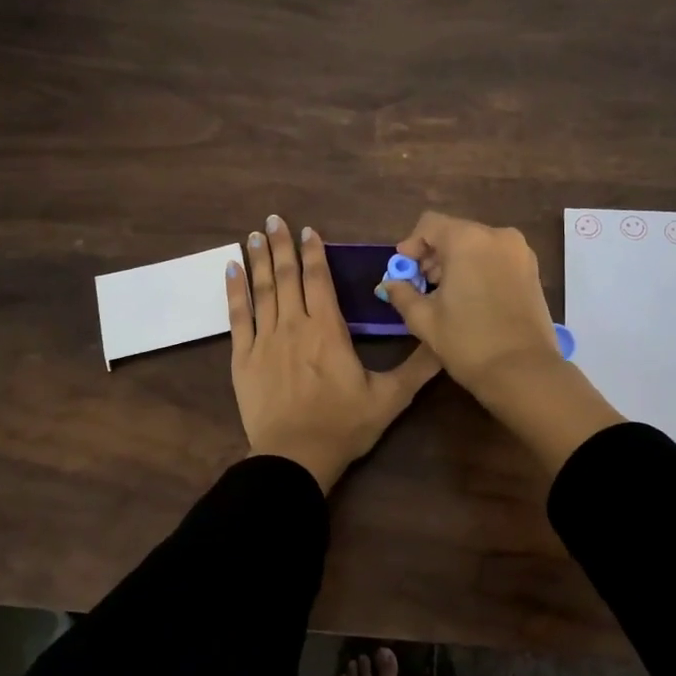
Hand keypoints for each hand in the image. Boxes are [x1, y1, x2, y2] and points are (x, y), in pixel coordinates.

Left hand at [228, 215, 439, 491]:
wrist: (295, 457)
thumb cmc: (343, 426)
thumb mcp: (389, 399)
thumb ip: (417, 368)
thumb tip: (445, 341)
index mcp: (328, 330)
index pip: (319, 280)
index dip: (314, 253)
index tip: (307, 230)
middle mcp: (294, 325)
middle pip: (287, 277)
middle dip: (281, 246)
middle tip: (273, 219)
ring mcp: (265, 340)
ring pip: (262, 290)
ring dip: (257, 260)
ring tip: (253, 234)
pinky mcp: (243, 358)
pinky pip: (237, 317)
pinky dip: (234, 291)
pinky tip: (230, 270)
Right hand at [376, 211, 563, 394]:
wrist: (522, 371)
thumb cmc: (467, 342)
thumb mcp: (424, 319)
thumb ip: (402, 293)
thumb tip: (389, 283)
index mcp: (467, 240)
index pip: (429, 224)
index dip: (411, 245)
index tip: (404, 270)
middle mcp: (497, 236)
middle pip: (455, 232)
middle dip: (434, 254)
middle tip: (422, 285)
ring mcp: (520, 252)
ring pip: (477, 244)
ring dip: (457, 261)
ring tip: (446, 295)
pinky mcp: (533, 270)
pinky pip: (497, 257)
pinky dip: (479, 268)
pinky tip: (471, 298)